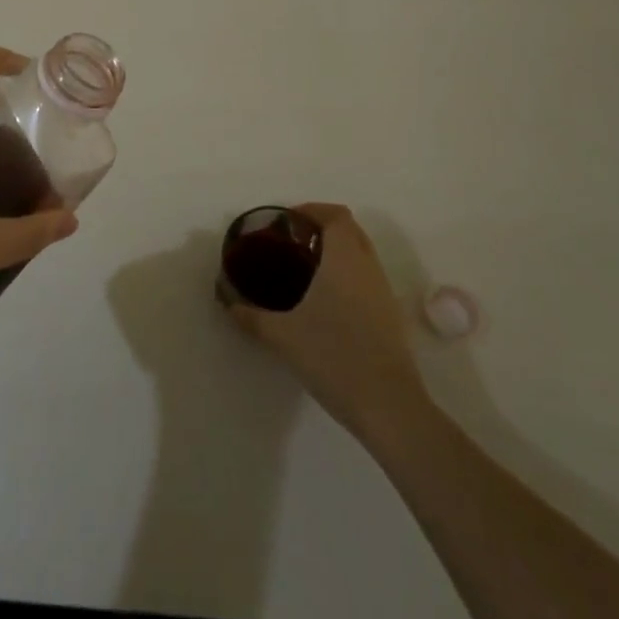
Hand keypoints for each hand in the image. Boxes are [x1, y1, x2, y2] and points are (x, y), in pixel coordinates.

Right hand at [223, 203, 434, 439]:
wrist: (389, 407)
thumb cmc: (334, 356)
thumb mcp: (282, 335)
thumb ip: (251, 316)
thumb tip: (228, 302)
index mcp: (344, 258)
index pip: (336, 215)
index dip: (312, 211)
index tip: (287, 222)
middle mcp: (368, 267)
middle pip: (350, 231)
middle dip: (322, 229)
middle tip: (291, 244)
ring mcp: (383, 293)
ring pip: (361, 256)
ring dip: (336, 254)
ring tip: (304, 272)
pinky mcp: (390, 318)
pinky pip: (366, 280)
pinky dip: (346, 277)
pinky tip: (325, 304)